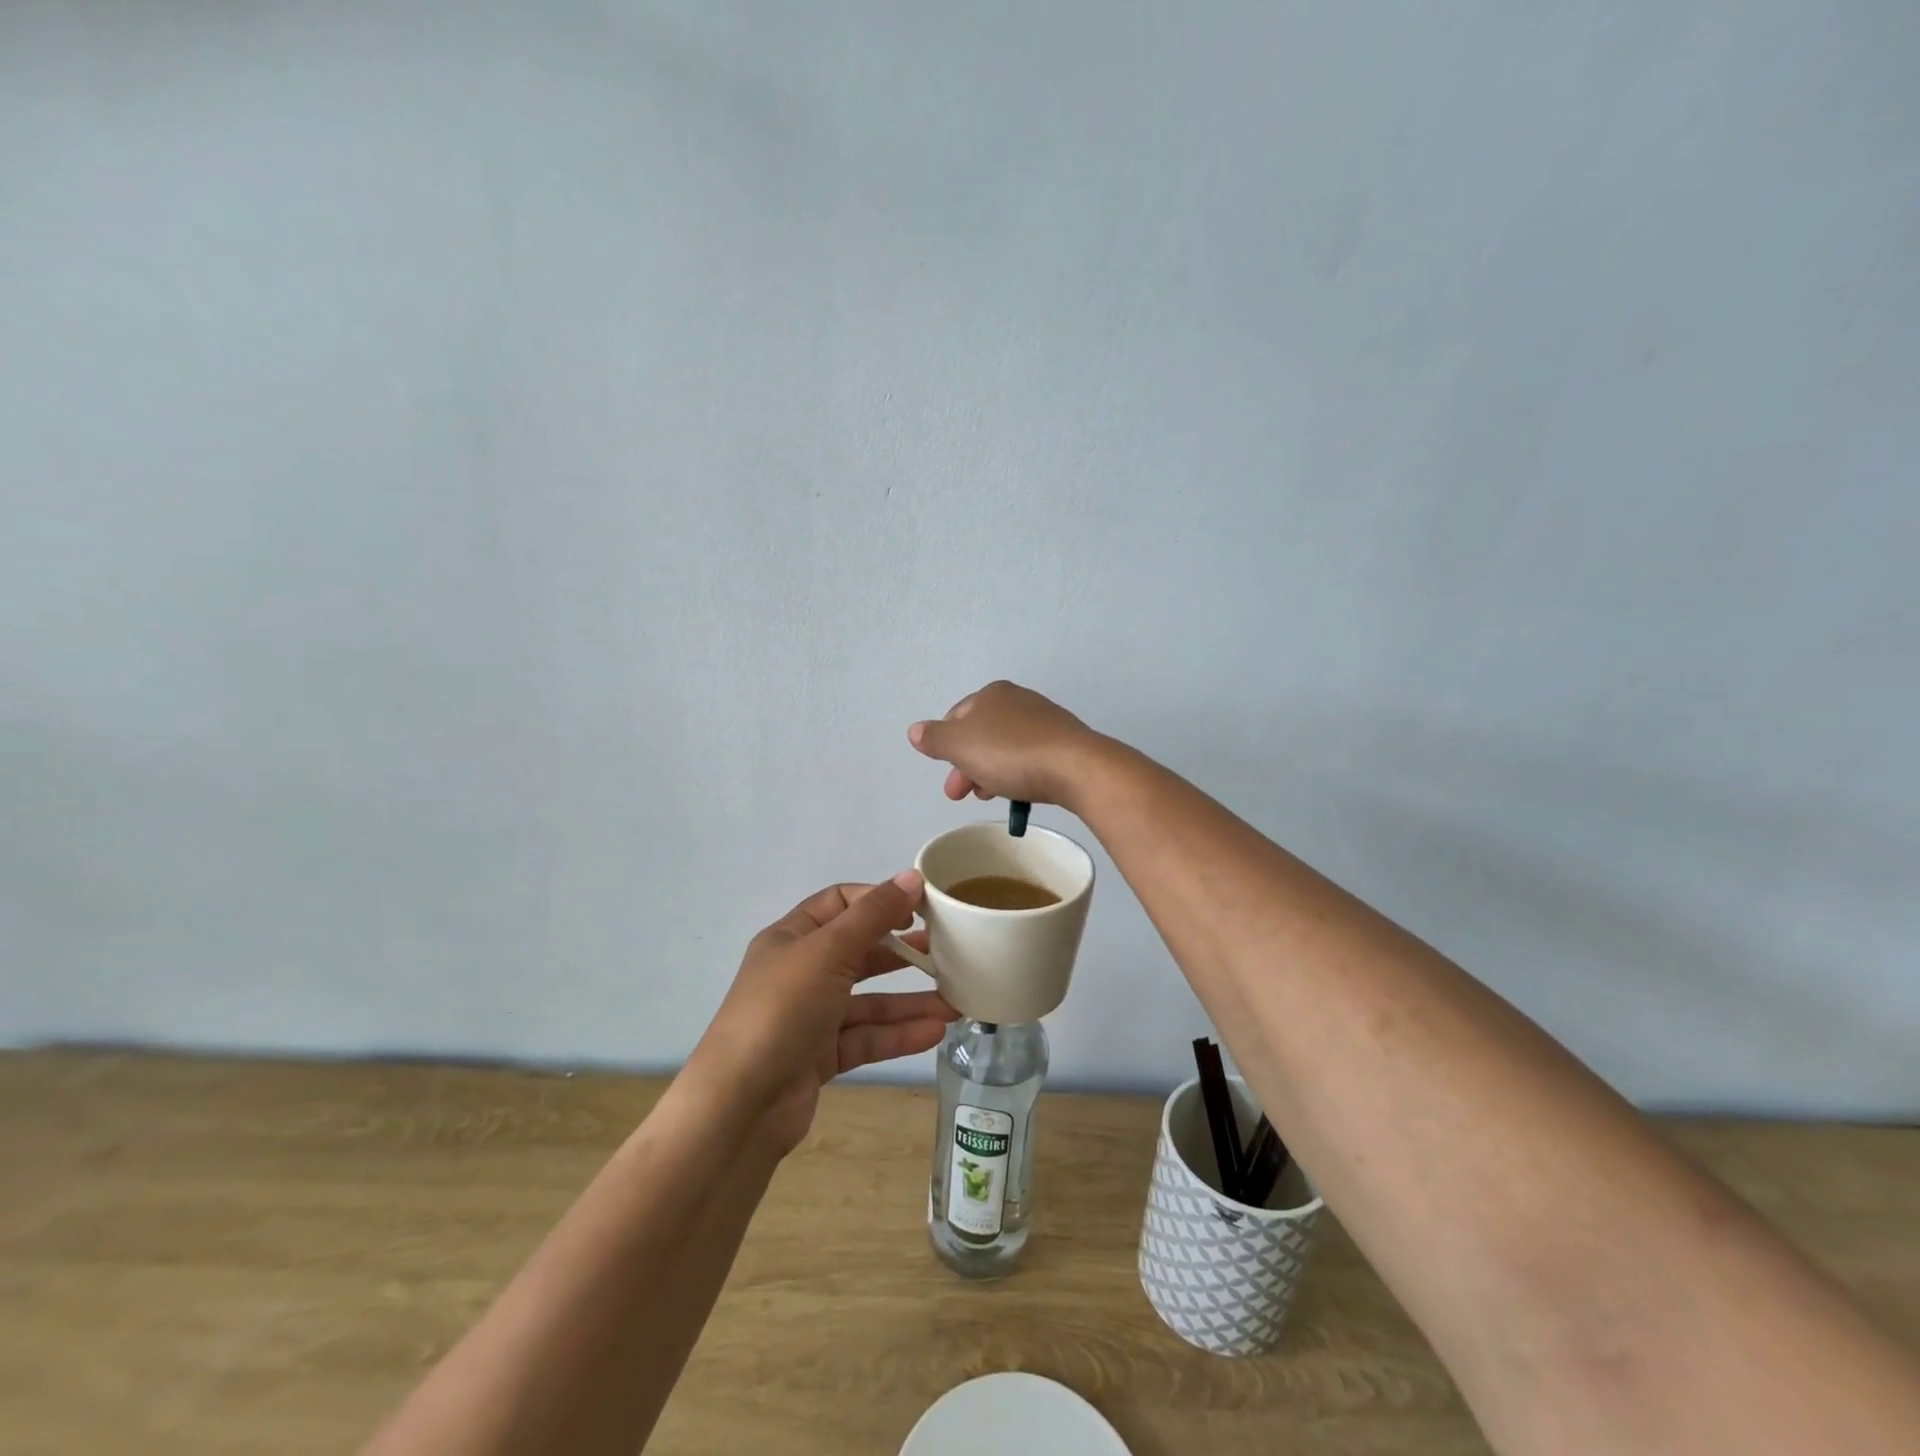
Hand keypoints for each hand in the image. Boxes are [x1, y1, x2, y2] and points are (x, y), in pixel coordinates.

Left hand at [689, 872, 956, 1156]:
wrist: (740, 1105)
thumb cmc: (782, 1010)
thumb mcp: (829, 951)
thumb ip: (874, 915)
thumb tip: (912, 876)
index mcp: (792, 937)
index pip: (840, 903)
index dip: (879, 900)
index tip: (920, 906)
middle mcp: (800, 972)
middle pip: (859, 952)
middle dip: (902, 951)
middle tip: (948, 950)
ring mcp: (810, 1017)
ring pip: (868, 1001)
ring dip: (910, 1000)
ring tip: (956, 1001)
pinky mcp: (820, 1057)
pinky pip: (866, 1037)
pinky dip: (898, 1034)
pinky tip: (936, 1031)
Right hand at [907, 680, 1105, 810]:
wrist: (1077, 768)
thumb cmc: (1011, 753)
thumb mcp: (961, 745)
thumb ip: (935, 738)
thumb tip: (915, 730)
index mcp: (992, 694)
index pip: (957, 717)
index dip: (945, 746)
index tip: (946, 776)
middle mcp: (1019, 700)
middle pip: (981, 734)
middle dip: (967, 765)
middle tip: (960, 795)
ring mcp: (1045, 721)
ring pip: (1004, 747)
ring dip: (989, 771)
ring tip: (988, 797)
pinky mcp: (1065, 743)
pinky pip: (1030, 757)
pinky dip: (1017, 773)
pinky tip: (1018, 792)